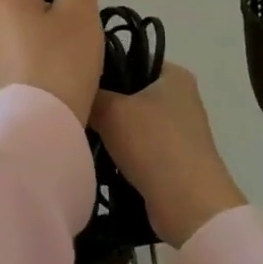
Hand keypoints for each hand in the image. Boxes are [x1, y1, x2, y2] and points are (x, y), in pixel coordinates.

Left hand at [0, 0, 104, 127]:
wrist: (42, 127)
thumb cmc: (62, 61)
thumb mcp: (80, 8)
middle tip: (86, 14)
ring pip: (35, 9)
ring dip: (59, 16)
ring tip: (81, 40)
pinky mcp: (8, 60)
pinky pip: (32, 33)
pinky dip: (51, 38)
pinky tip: (69, 58)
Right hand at [90, 64, 246, 248]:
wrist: (189, 205)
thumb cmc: (154, 144)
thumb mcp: (112, 110)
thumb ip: (91, 94)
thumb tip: (74, 89)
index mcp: (174, 75)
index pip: (131, 59)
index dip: (103, 67)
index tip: (76, 79)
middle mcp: (180, 98)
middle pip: (130, 92)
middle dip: (103, 101)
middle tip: (73, 107)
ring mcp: (178, 131)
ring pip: (131, 122)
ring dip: (109, 130)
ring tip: (79, 133)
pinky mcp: (172, 159)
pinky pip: (138, 147)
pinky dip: (119, 152)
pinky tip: (96, 157)